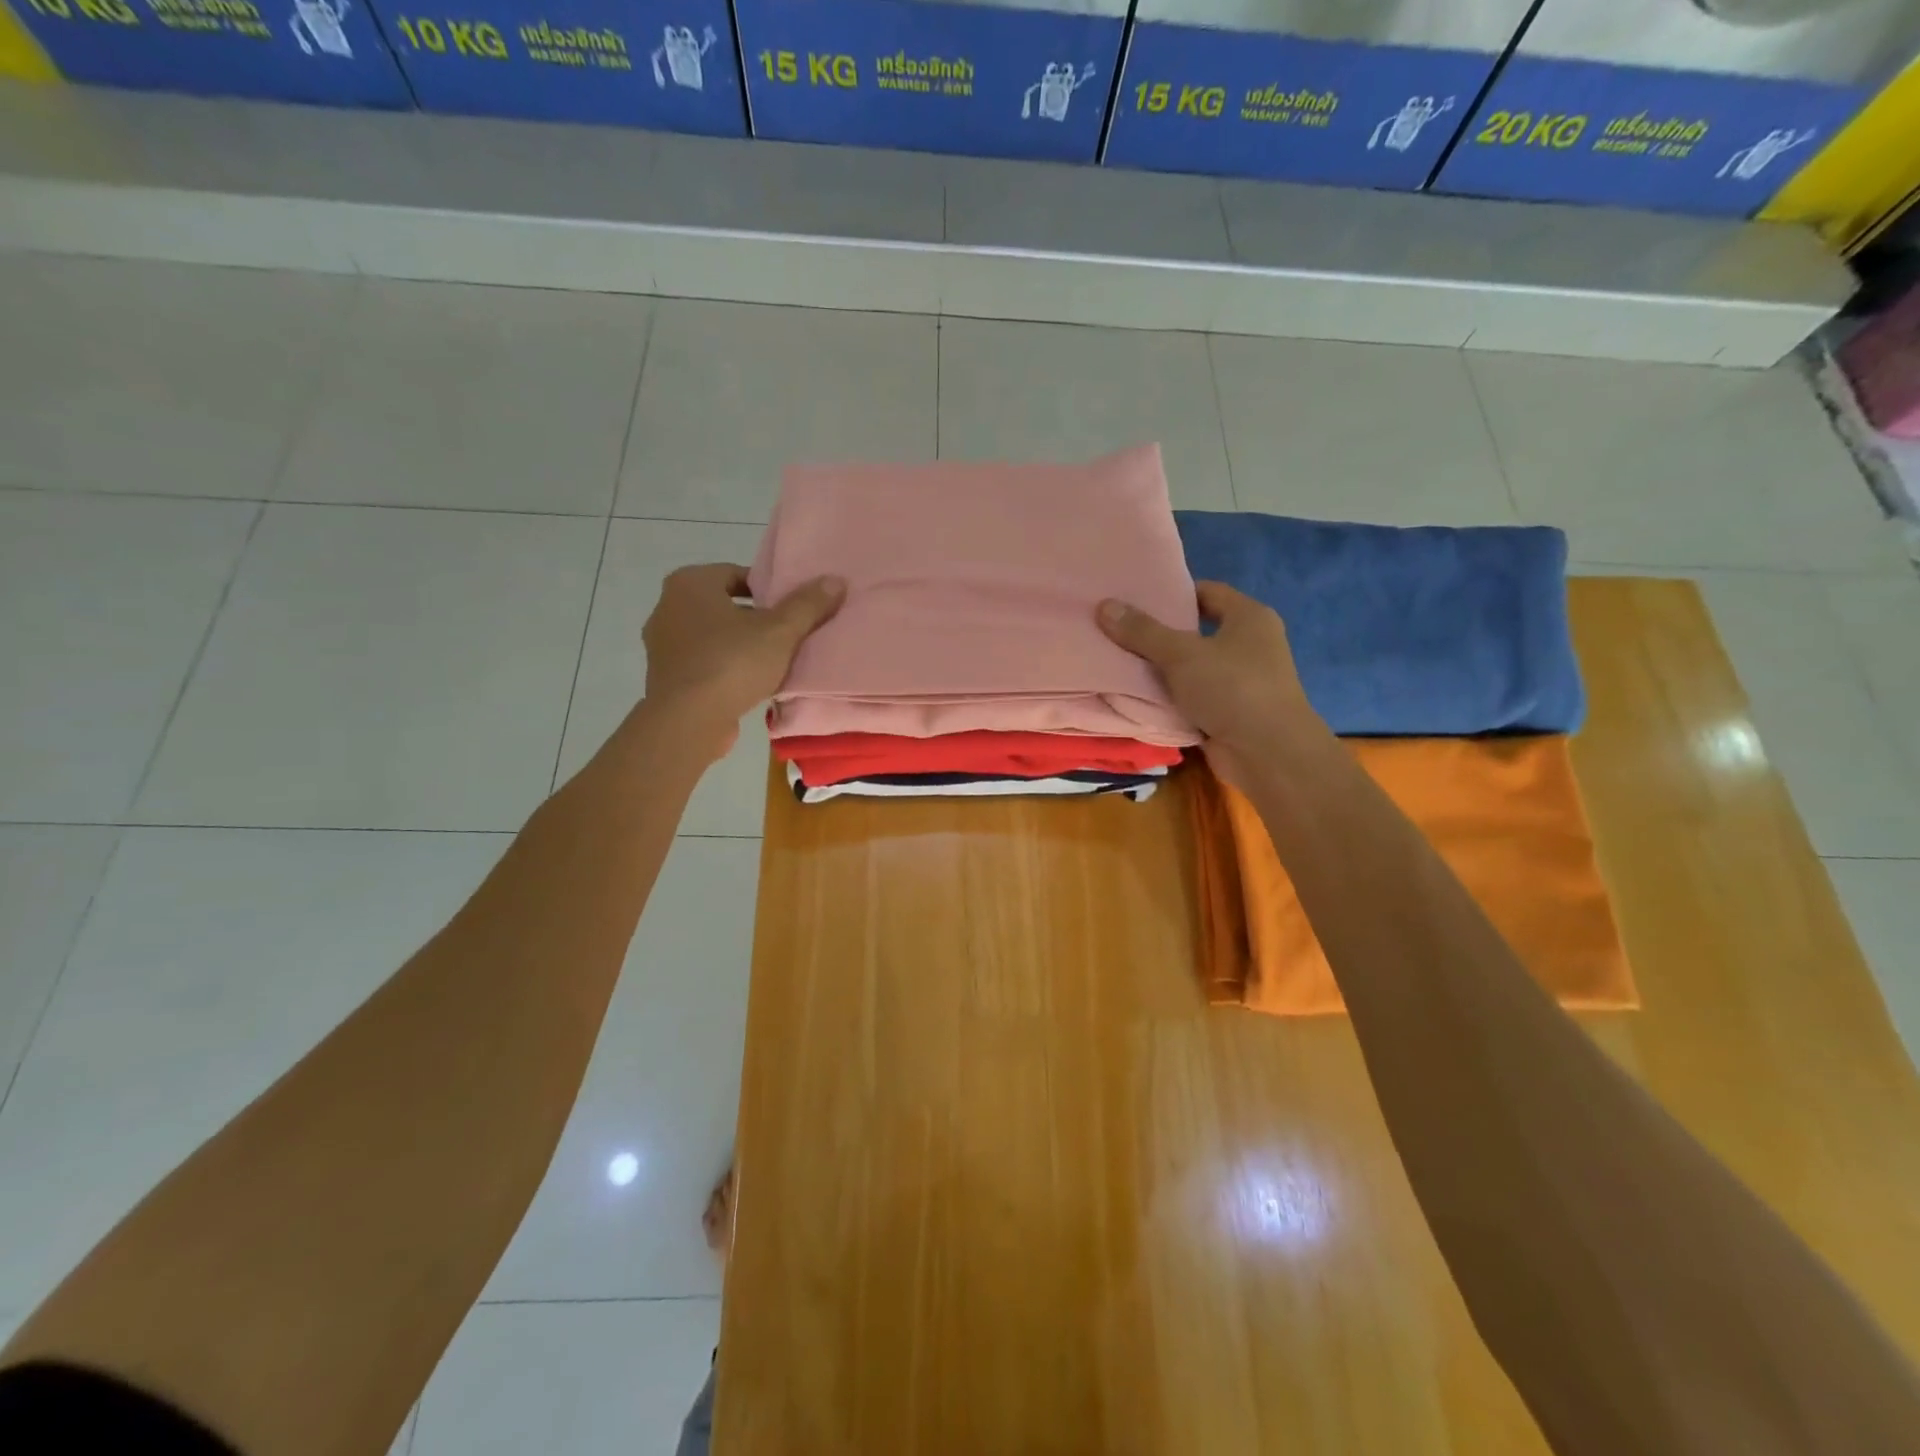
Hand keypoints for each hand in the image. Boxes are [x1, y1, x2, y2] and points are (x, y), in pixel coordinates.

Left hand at [642, 564, 844, 756]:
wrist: (687, 721)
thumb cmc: (732, 663)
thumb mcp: (780, 631)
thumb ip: (808, 605)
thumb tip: (835, 580)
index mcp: (690, 583)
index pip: (737, 574)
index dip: (768, 590)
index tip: (791, 610)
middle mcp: (668, 607)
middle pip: (725, 606)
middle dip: (756, 619)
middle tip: (788, 635)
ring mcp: (663, 645)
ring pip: (715, 637)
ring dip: (742, 646)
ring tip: (774, 662)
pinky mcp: (667, 678)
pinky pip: (705, 664)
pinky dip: (726, 669)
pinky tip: (752, 685)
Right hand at [1097, 582, 1324, 787]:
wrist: (1268, 753)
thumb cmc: (1232, 688)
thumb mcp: (1181, 654)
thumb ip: (1142, 631)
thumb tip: (1104, 605)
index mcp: (1249, 618)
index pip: (1207, 592)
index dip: (1173, 594)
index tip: (1136, 599)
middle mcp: (1250, 645)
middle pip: (1196, 631)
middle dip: (1160, 633)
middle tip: (1119, 629)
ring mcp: (1241, 681)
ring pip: (1192, 668)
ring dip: (1161, 669)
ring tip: (1118, 660)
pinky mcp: (1229, 713)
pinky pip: (1192, 698)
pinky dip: (1169, 698)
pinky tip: (1136, 696)